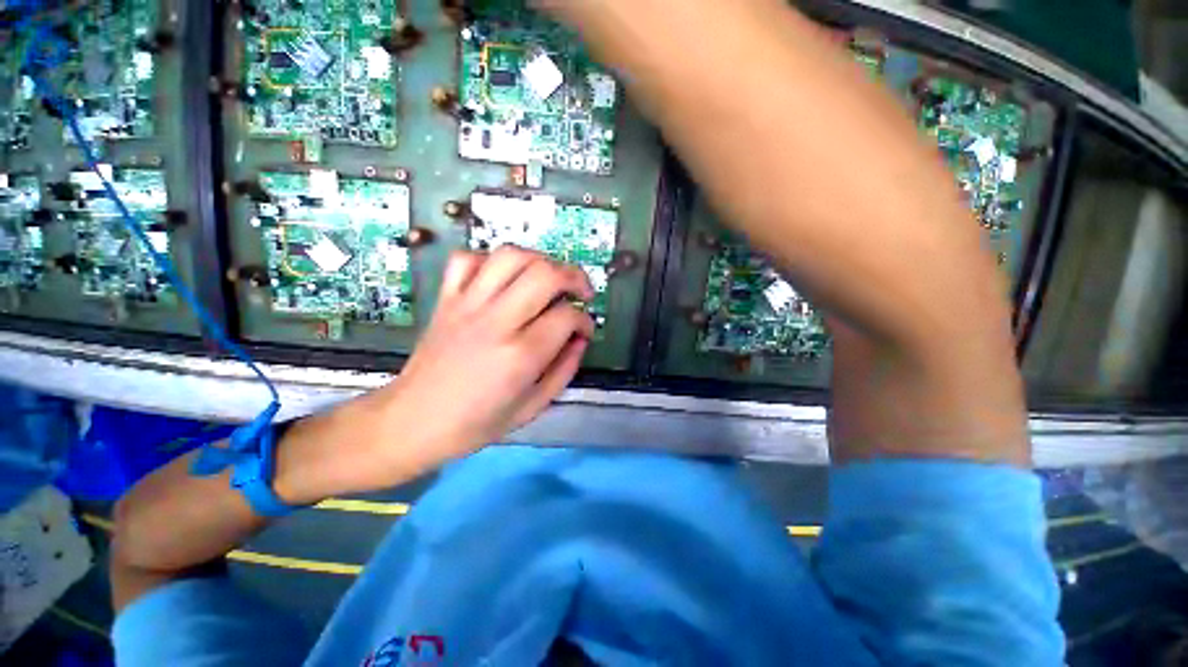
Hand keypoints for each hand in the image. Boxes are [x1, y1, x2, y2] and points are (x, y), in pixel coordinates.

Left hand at [379, 247, 594, 466]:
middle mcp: (496, 322)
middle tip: (581, 292)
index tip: (585, 330)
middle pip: (545, 274)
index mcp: (520, 356)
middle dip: (574, 277)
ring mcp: (467, 305)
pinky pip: (468, 259)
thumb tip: (581, 339)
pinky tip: (504, 278)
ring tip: (549, 278)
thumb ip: (565, 370)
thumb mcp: (533, 407)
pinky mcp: (446, 299)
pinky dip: (492, 260)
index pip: (567, 316)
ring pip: (511, 256)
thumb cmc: (476, 423)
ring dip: (540, 260)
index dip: (585, 320)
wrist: (412, 422)